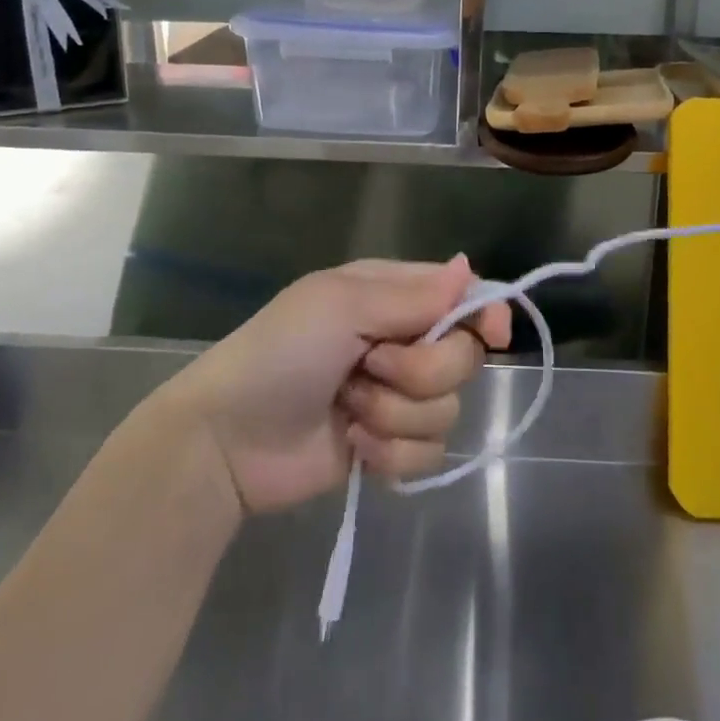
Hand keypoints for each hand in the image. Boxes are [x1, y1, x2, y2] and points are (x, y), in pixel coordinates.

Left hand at [165, 256, 511, 514]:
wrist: (227, 440)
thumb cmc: (280, 353)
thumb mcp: (341, 306)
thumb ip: (412, 295)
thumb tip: (468, 266)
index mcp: (390, 296)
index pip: (461, 297)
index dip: (483, 315)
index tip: (493, 335)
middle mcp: (401, 342)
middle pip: (462, 357)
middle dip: (420, 371)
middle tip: (370, 368)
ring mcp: (395, 397)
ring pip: (447, 410)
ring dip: (395, 414)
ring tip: (347, 410)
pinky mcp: (388, 446)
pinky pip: (427, 454)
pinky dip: (390, 453)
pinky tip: (353, 445)